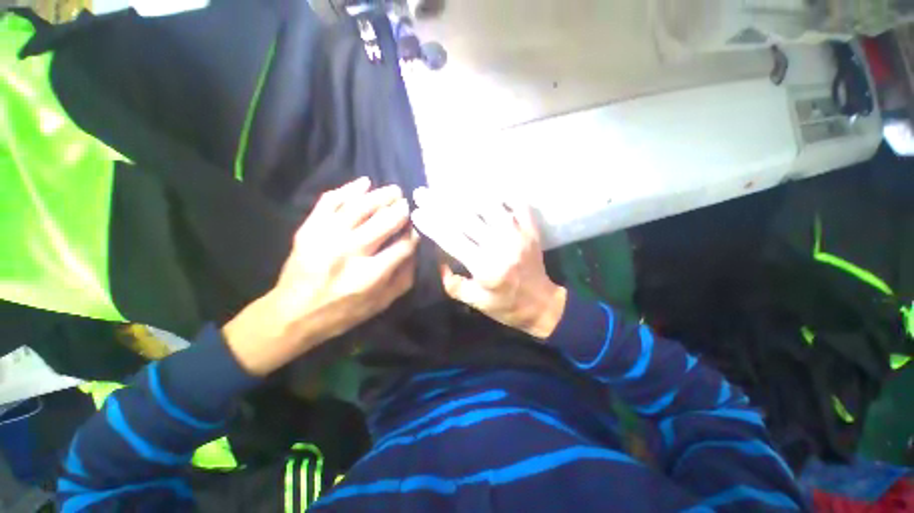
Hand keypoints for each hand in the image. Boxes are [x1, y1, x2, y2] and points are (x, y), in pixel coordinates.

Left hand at [224, 177, 418, 375]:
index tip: (417, 230)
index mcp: (370, 276)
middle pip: (384, 221)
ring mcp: (327, 237)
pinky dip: (348, 189)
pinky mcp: (309, 228)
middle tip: (408, 205)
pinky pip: (330, 201)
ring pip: (360, 206)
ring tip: (394, 191)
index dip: (414, 235)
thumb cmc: (342, 312)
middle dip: (401, 210)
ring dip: (382, 195)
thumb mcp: (380, 304)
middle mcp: (350, 252)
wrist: (292, 314)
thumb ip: (403, 279)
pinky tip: (364, 183)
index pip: (403, 246)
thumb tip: (415, 252)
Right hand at [411, 188, 566, 338]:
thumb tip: (438, 261)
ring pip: (489, 205)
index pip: (452, 240)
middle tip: (421, 192)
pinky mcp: (531, 229)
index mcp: (485, 268)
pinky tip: (488, 187)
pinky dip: (503, 193)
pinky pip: (518, 203)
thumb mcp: (476, 303)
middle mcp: (501, 247)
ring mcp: (518, 235)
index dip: (432, 225)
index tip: (416, 213)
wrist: (542, 304)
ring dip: (465, 193)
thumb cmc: (506, 306)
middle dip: (439, 203)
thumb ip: (453, 284)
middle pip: (465, 218)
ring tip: (448, 185)